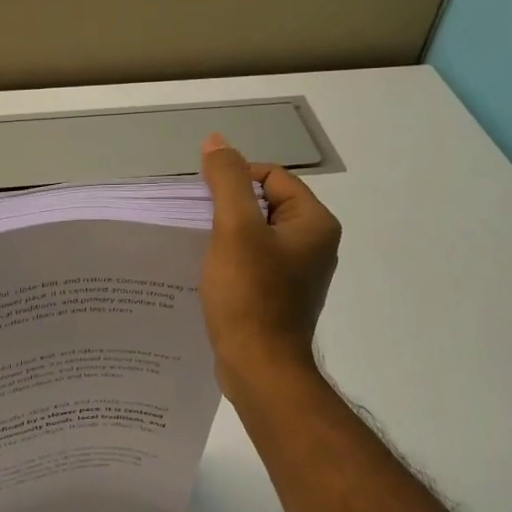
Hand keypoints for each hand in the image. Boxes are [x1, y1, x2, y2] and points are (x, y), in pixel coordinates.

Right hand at [198, 133, 341, 393]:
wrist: (260, 369)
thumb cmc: (250, 296)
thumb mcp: (234, 229)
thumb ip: (226, 181)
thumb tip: (216, 142)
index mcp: (314, 222)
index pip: (271, 176)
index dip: (235, 181)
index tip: (204, 203)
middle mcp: (314, 244)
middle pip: (263, 205)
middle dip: (228, 210)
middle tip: (198, 225)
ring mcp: (299, 273)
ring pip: (256, 236)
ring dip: (226, 237)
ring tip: (199, 249)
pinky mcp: (281, 297)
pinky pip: (254, 263)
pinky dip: (231, 262)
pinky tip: (209, 275)